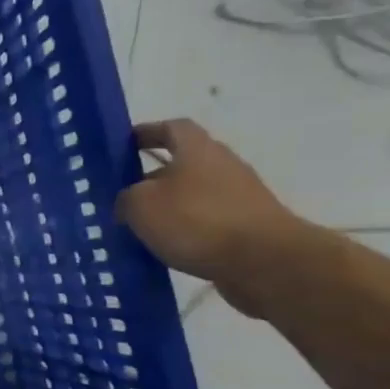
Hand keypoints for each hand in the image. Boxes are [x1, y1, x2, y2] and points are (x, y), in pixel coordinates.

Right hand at [114, 119, 317, 316]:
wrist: (264, 260)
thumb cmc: (196, 220)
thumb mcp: (141, 205)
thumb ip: (126, 198)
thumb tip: (128, 202)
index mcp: (197, 149)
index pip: (171, 128)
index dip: (147, 133)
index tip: (125, 146)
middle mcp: (222, 164)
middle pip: (183, 163)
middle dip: (153, 178)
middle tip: (124, 197)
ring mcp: (239, 195)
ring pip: (193, 194)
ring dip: (169, 207)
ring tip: (142, 228)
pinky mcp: (248, 225)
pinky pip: (207, 221)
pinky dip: (187, 230)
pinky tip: (169, 248)